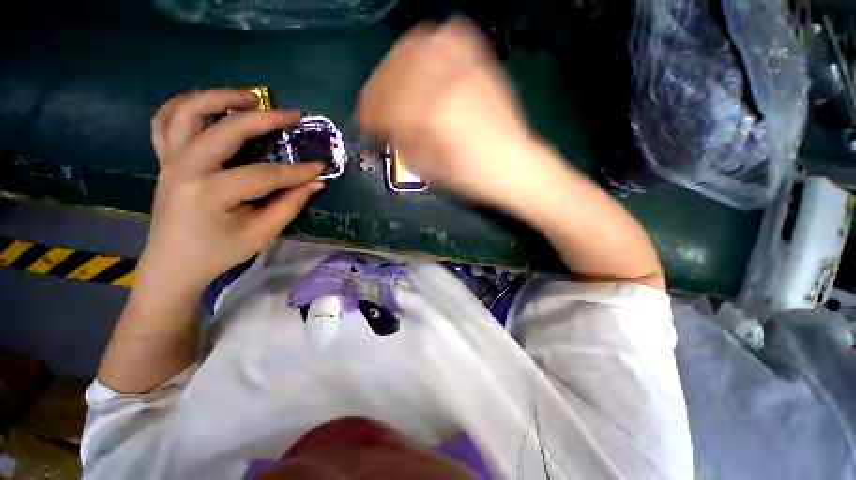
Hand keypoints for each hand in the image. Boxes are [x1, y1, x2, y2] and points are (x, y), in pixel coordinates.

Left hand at [143, 89, 324, 292]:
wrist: (173, 263)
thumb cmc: (219, 252)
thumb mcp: (261, 234)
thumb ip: (289, 205)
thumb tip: (315, 183)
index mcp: (209, 194)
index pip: (264, 174)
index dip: (296, 172)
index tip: (320, 167)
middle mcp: (185, 169)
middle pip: (226, 129)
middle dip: (265, 118)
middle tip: (292, 115)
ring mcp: (169, 161)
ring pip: (187, 112)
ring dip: (220, 97)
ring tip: (250, 98)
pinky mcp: (165, 160)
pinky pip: (165, 121)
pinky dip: (185, 105)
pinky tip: (208, 104)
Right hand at [357, 19, 541, 207]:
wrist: (513, 166)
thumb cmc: (472, 177)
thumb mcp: (429, 169)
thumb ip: (401, 142)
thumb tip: (381, 126)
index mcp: (431, 114)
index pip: (384, 103)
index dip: (368, 114)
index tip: (365, 125)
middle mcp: (446, 81)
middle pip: (395, 71)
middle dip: (377, 89)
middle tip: (375, 104)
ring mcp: (467, 66)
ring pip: (417, 45)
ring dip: (397, 62)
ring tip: (394, 80)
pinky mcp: (482, 63)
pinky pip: (451, 35)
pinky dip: (431, 42)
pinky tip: (426, 58)